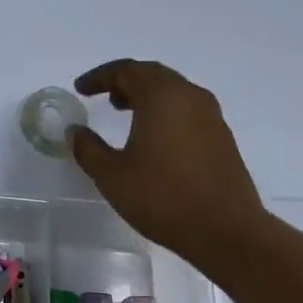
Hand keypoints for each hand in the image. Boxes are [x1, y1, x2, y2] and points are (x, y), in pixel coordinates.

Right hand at [70, 59, 270, 265]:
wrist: (227, 232)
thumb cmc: (163, 197)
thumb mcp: (112, 175)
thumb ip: (88, 149)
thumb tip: (75, 131)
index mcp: (162, 96)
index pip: (126, 70)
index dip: (99, 77)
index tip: (80, 89)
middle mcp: (189, 97)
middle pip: (153, 75)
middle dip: (125, 81)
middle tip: (103, 96)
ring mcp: (211, 117)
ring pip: (173, 92)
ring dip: (147, 96)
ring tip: (125, 114)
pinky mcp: (222, 138)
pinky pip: (187, 110)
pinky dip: (164, 112)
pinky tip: (153, 138)